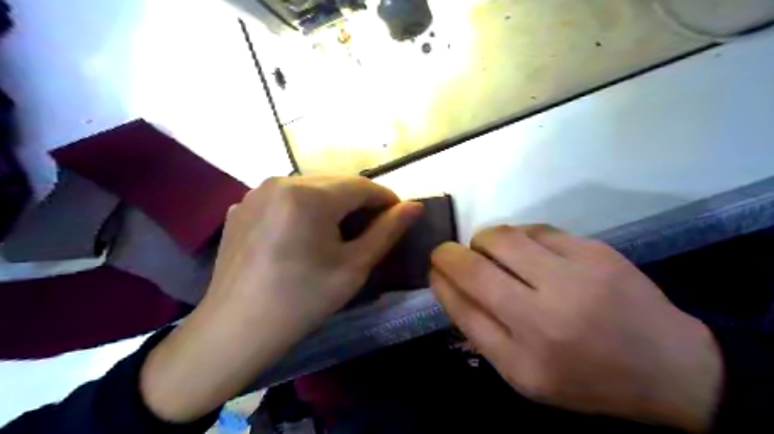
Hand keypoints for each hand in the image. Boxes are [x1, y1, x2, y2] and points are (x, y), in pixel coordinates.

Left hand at [141, 174, 426, 421]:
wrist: (234, 330)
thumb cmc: (302, 301)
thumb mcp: (353, 267)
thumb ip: (387, 231)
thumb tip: (414, 206)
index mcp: (309, 195)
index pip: (362, 185)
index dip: (386, 199)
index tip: (399, 217)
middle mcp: (280, 181)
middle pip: (336, 183)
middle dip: (360, 202)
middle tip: (372, 229)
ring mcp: (256, 192)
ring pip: (311, 188)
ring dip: (333, 204)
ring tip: (340, 232)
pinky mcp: (242, 206)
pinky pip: (285, 198)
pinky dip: (304, 209)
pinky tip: (304, 236)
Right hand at [433, 226, 722, 431]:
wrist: (669, 366)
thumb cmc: (587, 378)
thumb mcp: (525, 376)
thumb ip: (481, 332)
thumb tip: (449, 286)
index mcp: (524, 357)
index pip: (461, 305)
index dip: (440, 279)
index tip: (433, 268)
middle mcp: (545, 316)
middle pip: (475, 266)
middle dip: (449, 253)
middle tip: (450, 254)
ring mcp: (574, 277)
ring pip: (502, 237)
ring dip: (483, 240)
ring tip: (488, 250)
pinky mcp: (595, 251)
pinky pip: (536, 229)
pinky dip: (518, 235)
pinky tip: (525, 249)